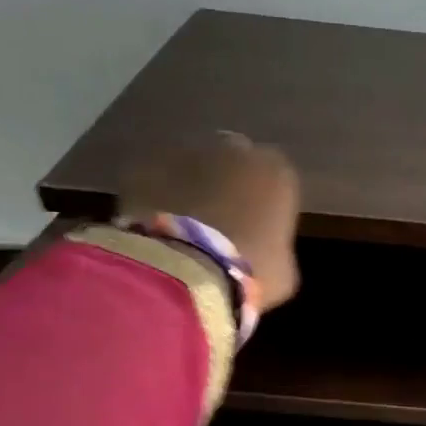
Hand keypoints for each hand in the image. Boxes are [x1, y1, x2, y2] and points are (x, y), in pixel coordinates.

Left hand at [116, 133, 300, 309]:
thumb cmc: (249, 274)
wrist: (185, 275)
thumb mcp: (283, 269)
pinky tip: (149, 225)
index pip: (275, 178)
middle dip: (226, 182)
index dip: (264, 201)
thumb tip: (263, 249)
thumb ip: (275, 246)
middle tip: (217, 221)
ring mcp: (184, 153)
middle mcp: (234, 150)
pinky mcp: (142, 165)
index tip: (257, 227)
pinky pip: (150, 178)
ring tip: (180, 225)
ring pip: (189, 164)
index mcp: (276, 172)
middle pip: (232, 160)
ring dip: (187, 185)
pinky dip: (151, 195)